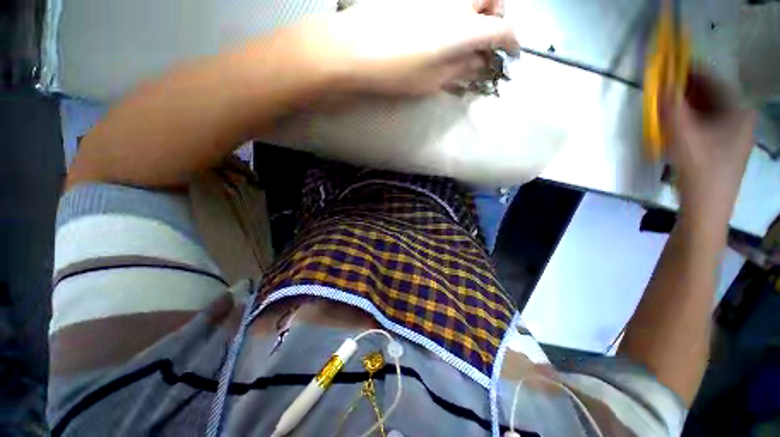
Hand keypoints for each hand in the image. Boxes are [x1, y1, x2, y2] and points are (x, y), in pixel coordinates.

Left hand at [297, 0, 518, 95]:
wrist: (354, 50)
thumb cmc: (397, 71)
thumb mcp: (434, 79)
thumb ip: (462, 69)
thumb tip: (480, 63)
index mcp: (465, 27)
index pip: (503, 30)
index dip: (513, 43)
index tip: (513, 54)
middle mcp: (457, 0)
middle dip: (498, 15)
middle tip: (487, 37)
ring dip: (478, 9)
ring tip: (466, 31)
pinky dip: (456, 9)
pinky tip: (444, 23)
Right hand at [663, 73, 755, 224]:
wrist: (706, 207)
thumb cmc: (698, 169)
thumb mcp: (680, 134)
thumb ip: (670, 106)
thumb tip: (660, 83)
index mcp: (738, 110)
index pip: (713, 80)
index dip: (689, 71)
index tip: (669, 68)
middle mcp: (741, 118)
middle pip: (711, 95)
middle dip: (687, 91)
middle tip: (664, 90)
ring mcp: (736, 134)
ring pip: (709, 110)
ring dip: (687, 107)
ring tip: (667, 109)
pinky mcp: (727, 147)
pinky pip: (708, 124)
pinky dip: (692, 120)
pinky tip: (678, 127)